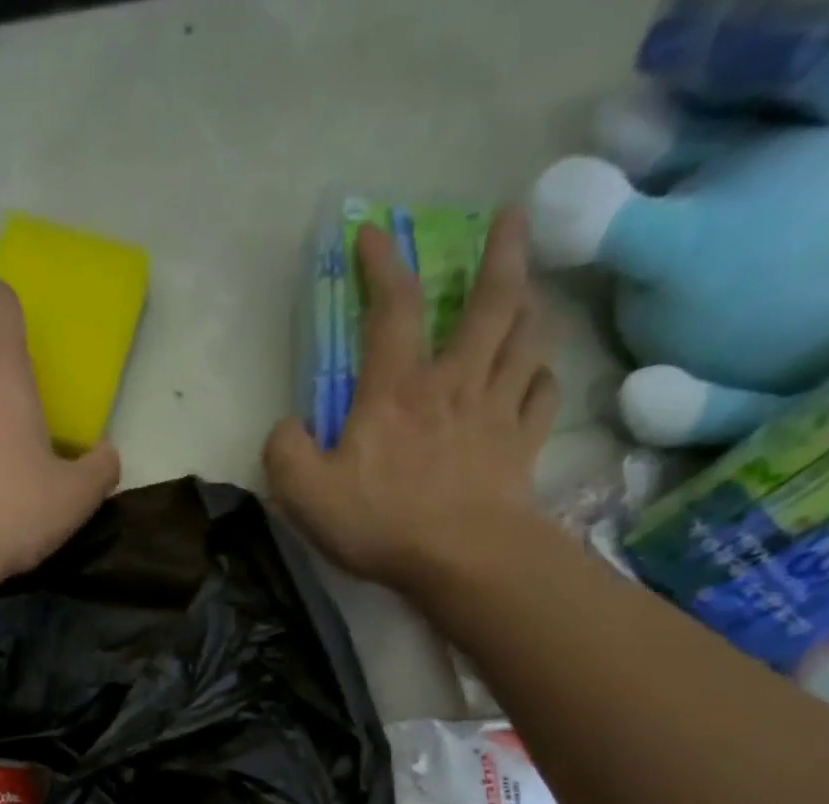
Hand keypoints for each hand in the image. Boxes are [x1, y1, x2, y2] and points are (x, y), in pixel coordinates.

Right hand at [264, 208, 559, 591]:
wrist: (461, 559)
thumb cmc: (381, 522)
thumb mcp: (305, 492)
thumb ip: (285, 452)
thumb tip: (286, 427)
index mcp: (396, 390)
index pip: (392, 308)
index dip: (382, 265)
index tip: (375, 234)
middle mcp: (454, 383)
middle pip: (490, 303)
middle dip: (501, 254)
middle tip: (512, 218)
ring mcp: (496, 411)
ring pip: (526, 339)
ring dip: (530, 304)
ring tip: (530, 289)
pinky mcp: (524, 445)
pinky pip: (543, 395)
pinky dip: (543, 376)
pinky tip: (538, 373)